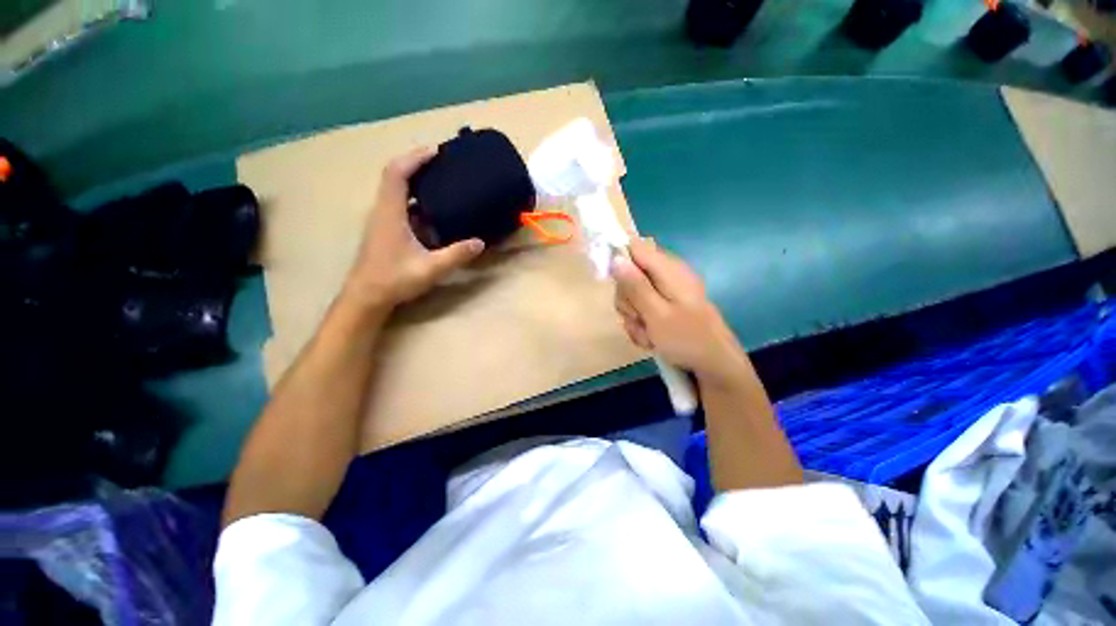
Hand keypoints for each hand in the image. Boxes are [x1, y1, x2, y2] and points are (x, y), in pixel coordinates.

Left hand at [344, 147, 484, 309]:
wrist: (367, 297)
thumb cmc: (394, 280)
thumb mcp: (430, 268)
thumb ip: (456, 255)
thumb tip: (480, 242)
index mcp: (390, 213)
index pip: (397, 173)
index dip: (415, 158)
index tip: (437, 151)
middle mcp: (383, 211)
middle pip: (395, 176)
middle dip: (417, 164)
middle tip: (443, 164)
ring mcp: (382, 220)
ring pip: (397, 190)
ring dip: (417, 181)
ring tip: (442, 182)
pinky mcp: (385, 230)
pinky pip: (401, 205)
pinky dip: (417, 200)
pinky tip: (435, 211)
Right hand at [612, 238, 748, 383]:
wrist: (714, 366)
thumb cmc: (687, 339)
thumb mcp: (657, 313)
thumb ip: (635, 286)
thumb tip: (616, 257)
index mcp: (668, 269)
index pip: (634, 248)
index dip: (619, 261)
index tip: (615, 284)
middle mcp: (665, 276)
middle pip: (629, 275)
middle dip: (628, 300)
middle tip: (639, 318)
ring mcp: (664, 293)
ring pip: (631, 297)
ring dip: (634, 318)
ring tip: (649, 334)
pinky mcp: (663, 307)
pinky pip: (640, 310)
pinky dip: (641, 326)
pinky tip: (651, 339)